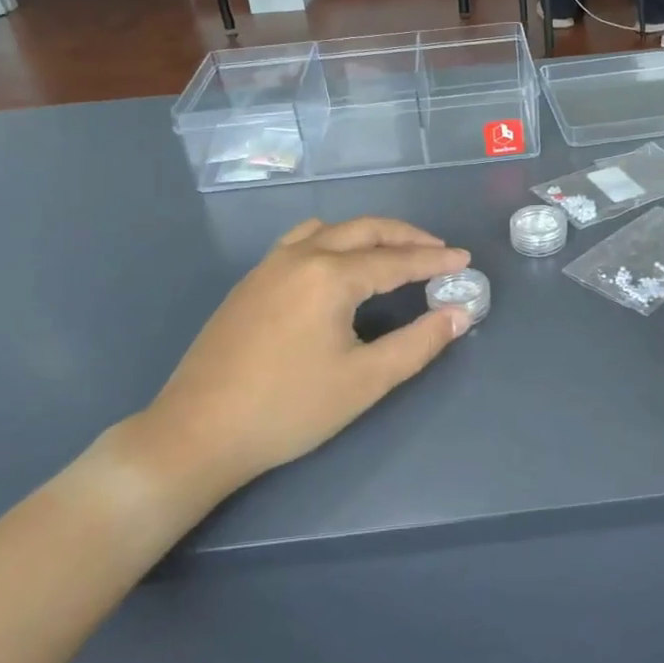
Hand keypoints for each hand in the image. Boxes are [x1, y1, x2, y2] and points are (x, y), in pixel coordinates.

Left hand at [101, 218, 471, 524]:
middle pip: (364, 230)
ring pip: (329, 230)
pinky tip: (338, 267)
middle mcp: (300, 256)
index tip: (465, 260)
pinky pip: (301, 241)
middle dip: (406, 237)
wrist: (197, 433)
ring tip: (393, 253)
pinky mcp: (250, 283)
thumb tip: (459, 314)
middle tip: (438, 251)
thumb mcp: (365, 381)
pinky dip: (334, 241)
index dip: (434, 260)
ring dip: (368, 235)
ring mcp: (268, 266)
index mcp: (330, 276)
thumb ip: (418, 343)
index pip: (396, 260)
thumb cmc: (289, 409)